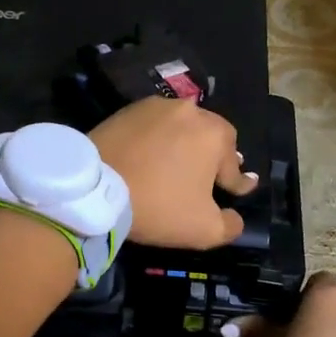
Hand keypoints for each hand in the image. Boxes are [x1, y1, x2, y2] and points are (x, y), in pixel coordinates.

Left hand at [89, 97, 257, 247]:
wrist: (95, 188)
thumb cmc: (157, 206)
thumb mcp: (204, 230)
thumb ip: (230, 225)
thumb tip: (235, 217)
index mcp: (215, 135)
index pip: (234, 166)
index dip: (238, 183)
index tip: (240, 190)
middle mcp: (191, 111)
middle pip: (211, 137)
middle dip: (214, 157)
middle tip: (209, 175)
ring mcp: (157, 106)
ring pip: (182, 127)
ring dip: (185, 144)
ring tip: (178, 164)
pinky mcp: (129, 109)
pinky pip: (153, 125)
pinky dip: (157, 139)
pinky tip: (151, 155)